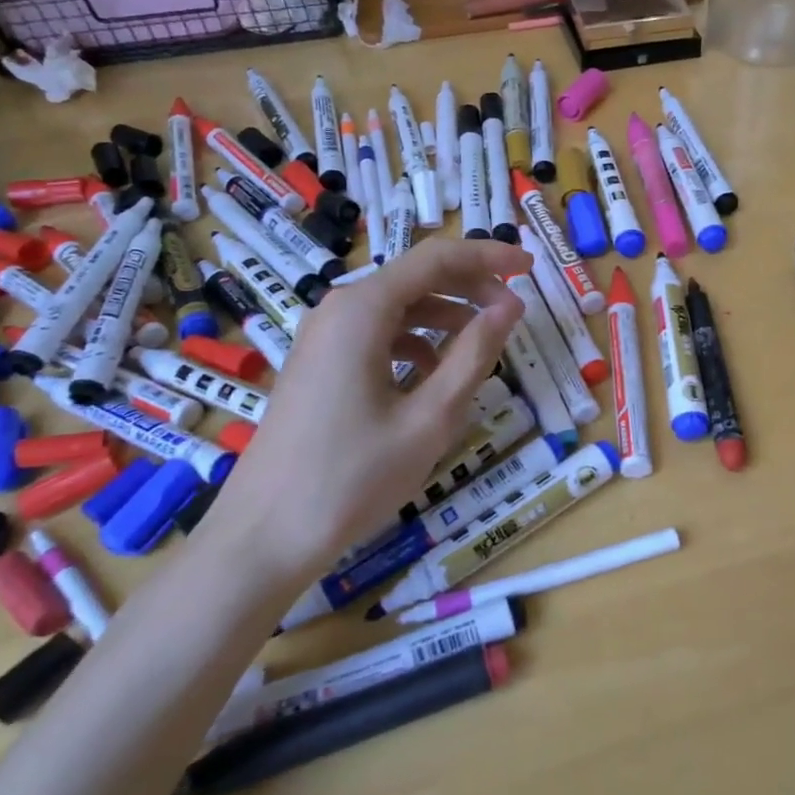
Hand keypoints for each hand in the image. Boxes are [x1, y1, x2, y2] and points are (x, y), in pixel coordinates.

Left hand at [207, 238, 526, 582]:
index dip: (489, 257)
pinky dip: (416, 343)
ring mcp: (323, 338)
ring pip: (398, 307)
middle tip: (514, 314)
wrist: (264, 536)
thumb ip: (474, 354)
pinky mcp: (319, 365)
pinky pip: (378, 335)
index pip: (438, 259)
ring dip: (446, 318)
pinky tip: (436, 377)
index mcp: (362, 310)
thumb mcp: (430, 417)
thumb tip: (512, 306)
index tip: (531, 267)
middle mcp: (338, 310)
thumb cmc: (353, 477)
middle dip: (471, 288)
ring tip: (483, 348)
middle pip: (417, 278)